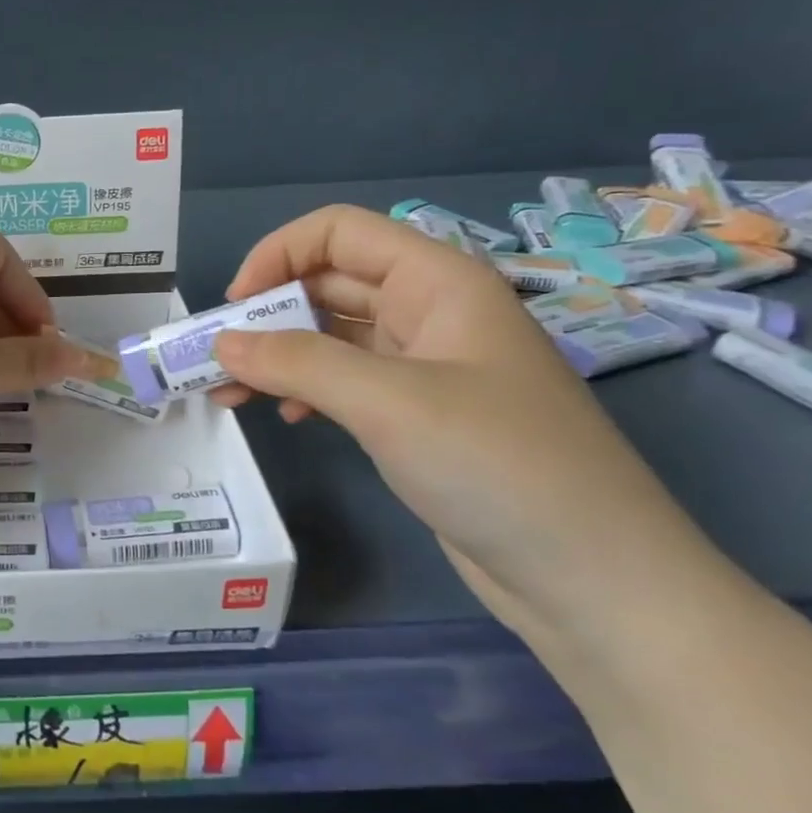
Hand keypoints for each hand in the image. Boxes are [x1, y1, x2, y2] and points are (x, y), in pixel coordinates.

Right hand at [209, 206, 709, 636]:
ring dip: (278, 355)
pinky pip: (347, 380)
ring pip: (332, 335)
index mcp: (439, 281)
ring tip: (230, 392)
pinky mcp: (420, 414)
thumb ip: (297, 362)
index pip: (339, 232)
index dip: (278, 254)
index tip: (234, 307)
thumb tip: (221, 343)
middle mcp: (432, 311)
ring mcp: (427, 365)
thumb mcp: (388, 402)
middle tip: (215, 358)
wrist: (595, 580)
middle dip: (267, 313)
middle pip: (329, 282)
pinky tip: (289, 417)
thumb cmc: (498, 465)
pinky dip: (307, 389)